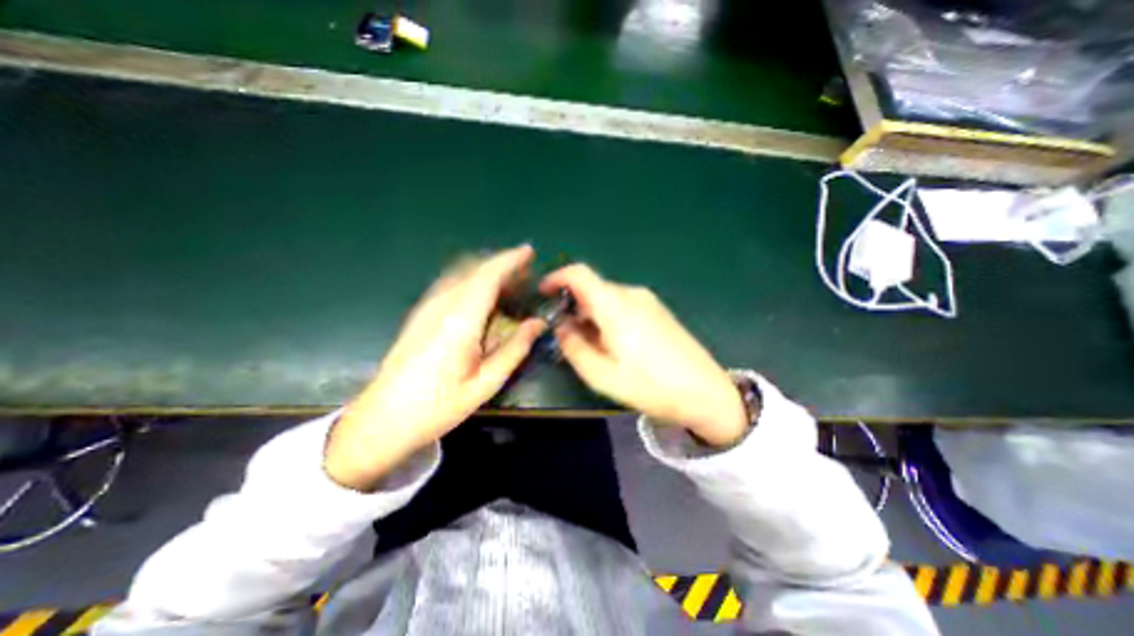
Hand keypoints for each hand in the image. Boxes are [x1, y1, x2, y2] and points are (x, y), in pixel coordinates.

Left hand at [322, 242, 544, 490]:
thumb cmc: (438, 406)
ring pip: (461, 274)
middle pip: (474, 270)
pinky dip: (473, 281)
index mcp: (459, 322)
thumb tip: (538, 323)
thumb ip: (514, 349)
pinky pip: (451, 284)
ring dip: (487, 272)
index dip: (509, 260)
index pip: (487, 277)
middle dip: (502, 265)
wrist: (383, 418)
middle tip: (526, 273)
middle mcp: (441, 306)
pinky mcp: (420, 314)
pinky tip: (483, 297)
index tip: (529, 252)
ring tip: (510, 284)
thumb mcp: (485, 384)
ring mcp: (426, 308)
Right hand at [541, 263, 749, 447]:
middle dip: (573, 307)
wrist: (706, 392)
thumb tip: (561, 326)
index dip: (556, 277)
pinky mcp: (658, 310)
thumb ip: (573, 347)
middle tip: (567, 338)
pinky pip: (623, 305)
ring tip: (592, 347)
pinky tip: (614, 345)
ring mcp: (648, 301)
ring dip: (591, 315)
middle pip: (592, 289)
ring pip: (607, 299)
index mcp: (615, 305)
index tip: (542, 293)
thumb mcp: (602, 375)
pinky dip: (608, 318)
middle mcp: (631, 294)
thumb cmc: (651, 386)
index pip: (579, 273)